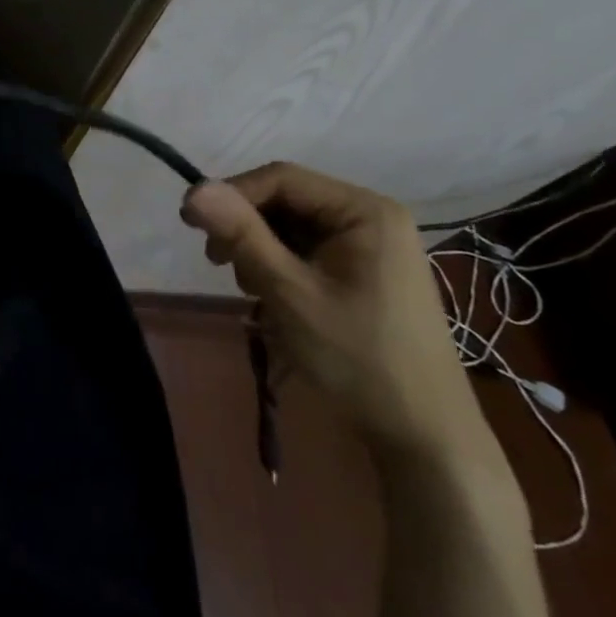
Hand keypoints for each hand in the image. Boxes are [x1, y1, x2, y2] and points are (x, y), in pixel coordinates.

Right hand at [179, 163, 492, 464]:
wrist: (425, 438)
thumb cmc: (358, 358)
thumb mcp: (290, 293)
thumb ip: (242, 235)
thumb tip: (193, 190)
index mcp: (365, 211)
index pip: (282, 179)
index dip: (232, 194)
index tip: (190, 223)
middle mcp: (372, 217)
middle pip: (287, 200)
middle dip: (246, 228)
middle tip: (218, 264)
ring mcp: (372, 246)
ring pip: (293, 226)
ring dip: (260, 250)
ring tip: (252, 291)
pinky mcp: (367, 272)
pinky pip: (309, 250)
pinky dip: (281, 267)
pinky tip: (273, 298)